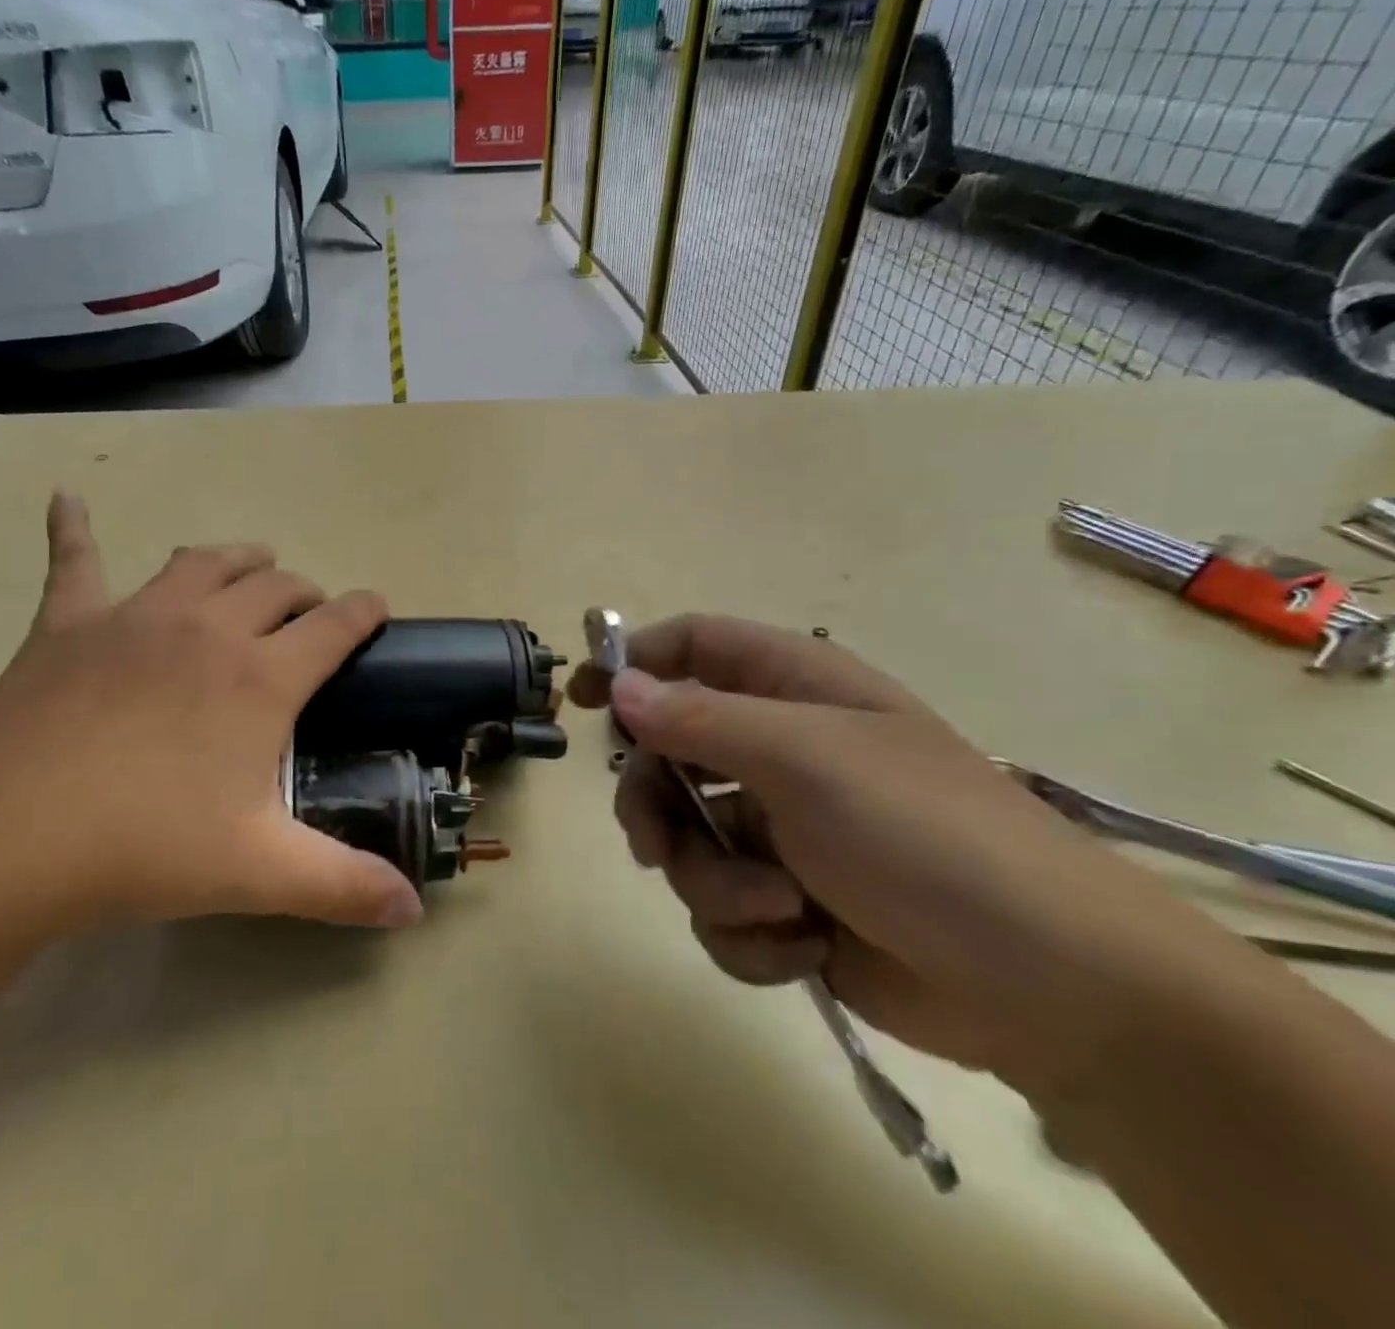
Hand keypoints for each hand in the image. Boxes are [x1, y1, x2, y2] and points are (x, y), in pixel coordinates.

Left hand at [0, 493, 423, 970]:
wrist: (5, 841)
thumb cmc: (145, 849)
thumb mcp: (260, 872)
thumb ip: (346, 887)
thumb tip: (415, 912)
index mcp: (261, 677)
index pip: (336, 625)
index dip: (365, 612)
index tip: (377, 609)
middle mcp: (208, 628)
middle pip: (274, 585)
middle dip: (304, 592)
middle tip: (309, 615)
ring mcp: (135, 617)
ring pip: (202, 562)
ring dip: (237, 560)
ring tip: (250, 566)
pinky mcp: (68, 624)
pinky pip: (75, 560)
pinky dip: (74, 527)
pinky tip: (67, 497)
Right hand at [568, 616, 1236, 1093]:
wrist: (1051, 989)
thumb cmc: (928, 838)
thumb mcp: (807, 761)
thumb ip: (702, 721)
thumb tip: (620, 688)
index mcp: (794, 692)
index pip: (693, 646)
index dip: (633, 662)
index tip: (583, 699)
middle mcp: (780, 751)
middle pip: (666, 755)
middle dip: (655, 806)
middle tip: (652, 845)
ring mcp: (781, 829)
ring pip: (687, 842)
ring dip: (715, 884)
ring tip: (776, 908)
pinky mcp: (788, 901)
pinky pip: (721, 907)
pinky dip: (749, 933)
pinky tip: (802, 945)